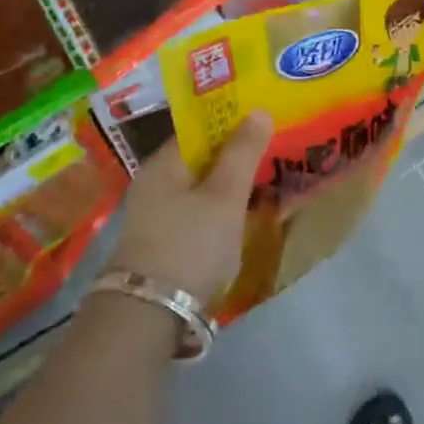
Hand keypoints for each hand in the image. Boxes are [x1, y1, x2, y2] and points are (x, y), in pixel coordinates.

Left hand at [111, 112, 271, 308]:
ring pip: (199, 187)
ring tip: (265, 184)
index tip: (266, 125)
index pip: (201, 129)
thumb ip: (243, 153)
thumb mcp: (225, 195)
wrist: (149, 313)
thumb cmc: (191, 243)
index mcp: (164, 163)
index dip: (233, 123)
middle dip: (234, 155)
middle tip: (273, 154)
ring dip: (228, 185)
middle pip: (200, 158)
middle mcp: (153, 182)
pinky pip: (196, 212)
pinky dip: (219, 209)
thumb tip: (258, 110)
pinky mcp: (161, 242)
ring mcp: (154, 214)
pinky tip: (240, 218)